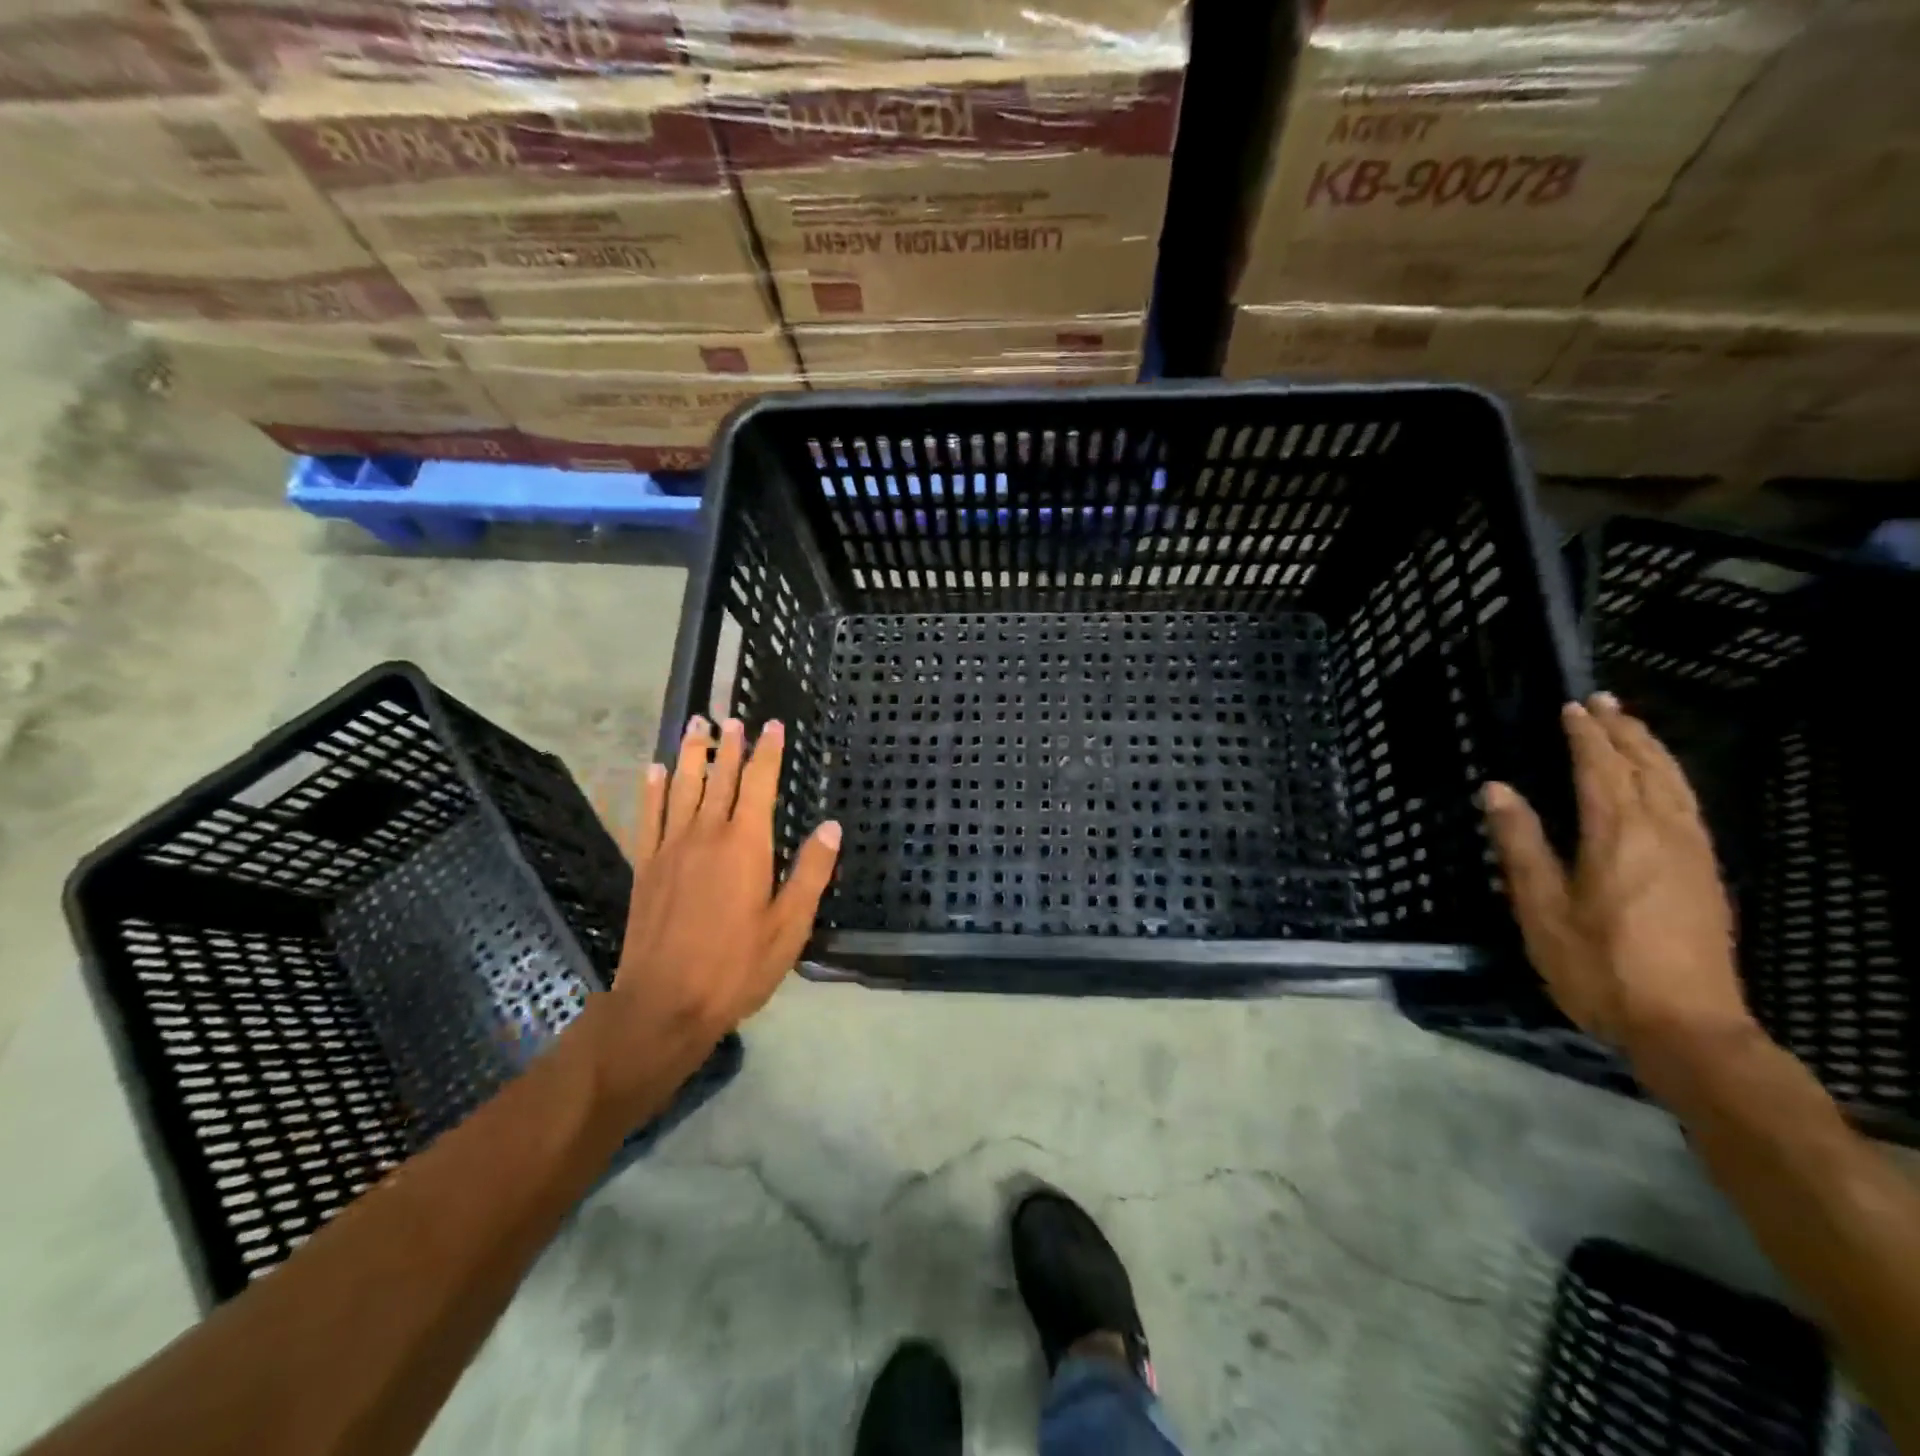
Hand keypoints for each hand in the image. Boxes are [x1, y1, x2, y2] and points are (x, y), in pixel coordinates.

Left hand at [599, 716, 839, 1090]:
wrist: (665, 1002)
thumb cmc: (737, 966)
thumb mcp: (790, 925)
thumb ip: (811, 872)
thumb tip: (831, 827)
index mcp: (747, 844)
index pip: (759, 784)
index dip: (767, 753)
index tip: (772, 726)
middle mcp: (707, 834)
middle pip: (720, 778)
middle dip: (729, 746)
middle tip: (732, 718)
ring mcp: (671, 847)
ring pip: (683, 787)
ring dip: (692, 754)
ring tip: (697, 726)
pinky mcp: (646, 865)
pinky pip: (649, 815)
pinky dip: (653, 789)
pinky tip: (654, 769)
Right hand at [1482, 693, 1754, 1065]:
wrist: (1687, 1027)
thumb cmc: (1598, 966)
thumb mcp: (1541, 908)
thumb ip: (1521, 844)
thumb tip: (1497, 789)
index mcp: (1618, 836)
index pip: (1601, 770)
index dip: (1586, 737)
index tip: (1571, 707)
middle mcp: (1664, 834)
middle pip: (1647, 768)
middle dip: (1624, 731)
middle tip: (1602, 701)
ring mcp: (1693, 854)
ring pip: (1676, 784)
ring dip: (1651, 749)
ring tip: (1631, 726)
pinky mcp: (1706, 875)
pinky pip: (1689, 806)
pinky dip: (1670, 778)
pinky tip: (1661, 782)